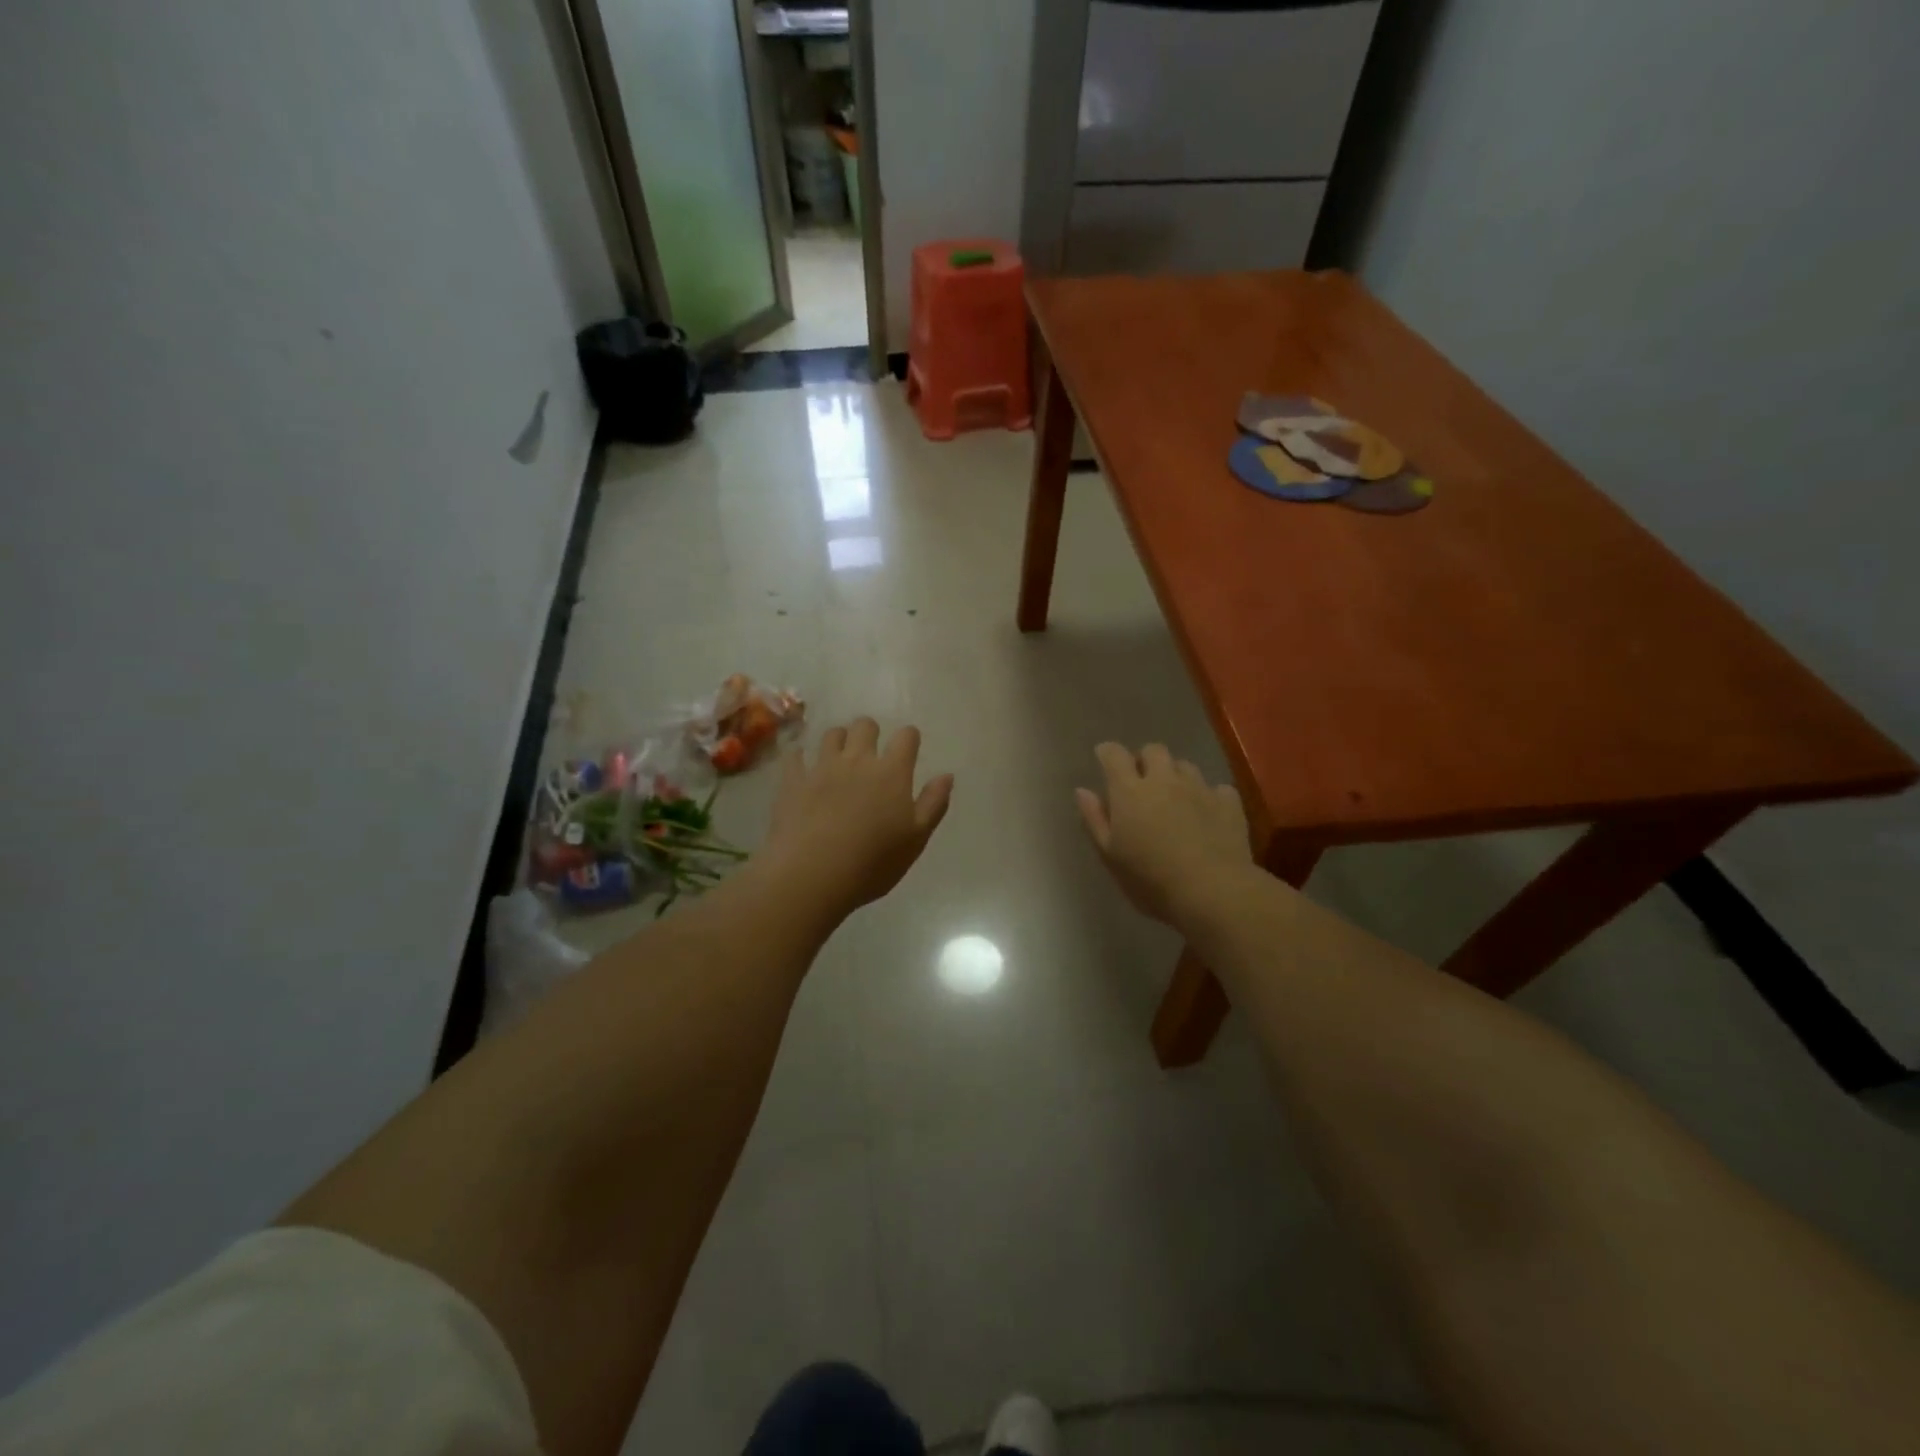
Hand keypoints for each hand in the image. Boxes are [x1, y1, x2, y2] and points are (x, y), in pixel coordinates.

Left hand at [762, 717, 953, 916]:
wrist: (812, 874)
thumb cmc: (873, 862)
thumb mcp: (916, 839)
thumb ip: (933, 803)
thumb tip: (946, 775)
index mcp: (892, 772)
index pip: (906, 737)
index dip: (909, 738)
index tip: (909, 748)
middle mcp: (857, 760)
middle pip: (865, 726)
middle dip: (870, 733)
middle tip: (871, 753)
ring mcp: (822, 768)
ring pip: (831, 734)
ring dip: (838, 741)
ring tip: (839, 759)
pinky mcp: (793, 781)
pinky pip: (795, 757)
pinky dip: (800, 758)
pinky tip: (802, 768)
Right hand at [1076, 743, 1251, 924]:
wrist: (1213, 892)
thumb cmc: (1151, 880)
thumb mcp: (1111, 856)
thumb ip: (1095, 819)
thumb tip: (1082, 790)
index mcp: (1130, 791)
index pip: (1114, 755)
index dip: (1108, 753)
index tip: (1104, 759)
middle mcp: (1164, 780)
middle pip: (1153, 750)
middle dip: (1145, 759)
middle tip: (1141, 783)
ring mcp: (1199, 788)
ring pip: (1185, 765)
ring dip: (1176, 775)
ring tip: (1175, 798)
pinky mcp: (1228, 803)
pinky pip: (1217, 788)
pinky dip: (1209, 795)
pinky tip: (1208, 813)